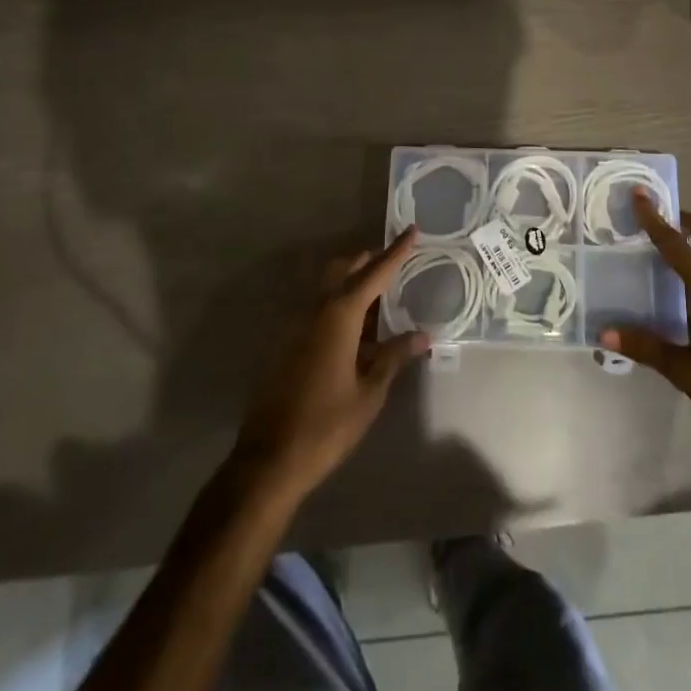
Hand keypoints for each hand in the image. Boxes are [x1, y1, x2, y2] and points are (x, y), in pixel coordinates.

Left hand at [234, 228, 430, 496]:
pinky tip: (356, 333)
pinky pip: (318, 311)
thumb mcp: (369, 393)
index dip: (395, 252)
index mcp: (339, 316)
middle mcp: (315, 312)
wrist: (268, 460)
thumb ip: (393, 357)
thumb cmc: (326, 426)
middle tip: (396, 262)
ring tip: (381, 299)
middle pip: (344, 270)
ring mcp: (296, 327)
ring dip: (353, 284)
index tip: (412, 230)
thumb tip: (422, 335)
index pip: (374, 274)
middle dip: (370, 261)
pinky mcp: (287, 346)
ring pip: (329, 289)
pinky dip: (340, 307)